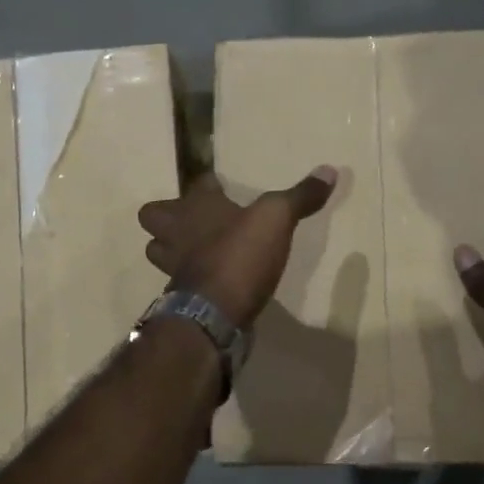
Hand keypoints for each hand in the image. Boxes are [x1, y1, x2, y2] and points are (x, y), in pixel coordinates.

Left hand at [138, 166, 338, 328]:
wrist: (214, 314)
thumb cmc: (240, 255)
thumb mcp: (277, 219)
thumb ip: (300, 196)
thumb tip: (329, 169)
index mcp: (197, 206)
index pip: (199, 183)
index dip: (210, 183)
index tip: (221, 185)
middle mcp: (177, 231)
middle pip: (154, 215)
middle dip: (169, 215)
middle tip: (194, 219)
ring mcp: (173, 265)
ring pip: (159, 249)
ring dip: (171, 247)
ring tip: (195, 249)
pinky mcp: (179, 295)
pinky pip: (178, 280)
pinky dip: (190, 277)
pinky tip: (211, 280)